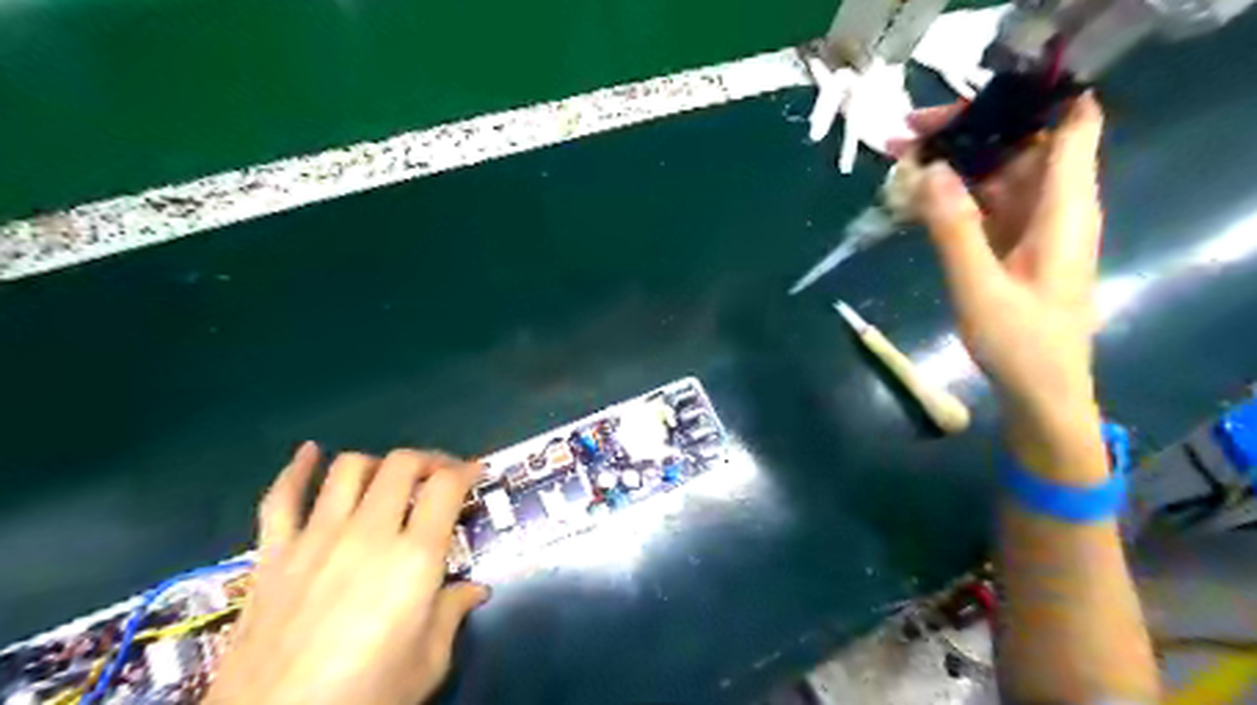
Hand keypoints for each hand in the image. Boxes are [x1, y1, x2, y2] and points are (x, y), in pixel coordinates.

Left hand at [208, 445, 483, 703]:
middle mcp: (368, 533)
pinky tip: (310, 453)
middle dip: (428, 461)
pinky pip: (281, 498)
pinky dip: (297, 469)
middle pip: (402, 464)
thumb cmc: (364, 698)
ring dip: (377, 463)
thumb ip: (452, 615)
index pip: (446, 487)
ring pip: (350, 469)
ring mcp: (316, 539)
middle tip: (439, 476)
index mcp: (414, 558)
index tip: (476, 472)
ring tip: (388, 477)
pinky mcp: (274, 554)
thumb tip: (474, 590)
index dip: (466, 470)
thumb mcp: (427, 663)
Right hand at [904, 94, 1106, 473]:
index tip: (965, 104)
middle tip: (904, 135)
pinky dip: (950, 196)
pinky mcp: (1010, 245)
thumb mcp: (980, 286)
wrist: (1040, 393)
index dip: (1026, 101)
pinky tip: (914, 197)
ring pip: (995, 174)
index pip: (1069, 125)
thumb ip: (953, 228)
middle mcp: (1053, 207)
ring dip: (950, 164)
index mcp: (1065, 208)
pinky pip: (981, 204)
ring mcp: (1030, 226)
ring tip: (898, 160)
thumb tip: (928, 170)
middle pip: (1018, 144)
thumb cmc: (1020, 344)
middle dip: (965, 132)